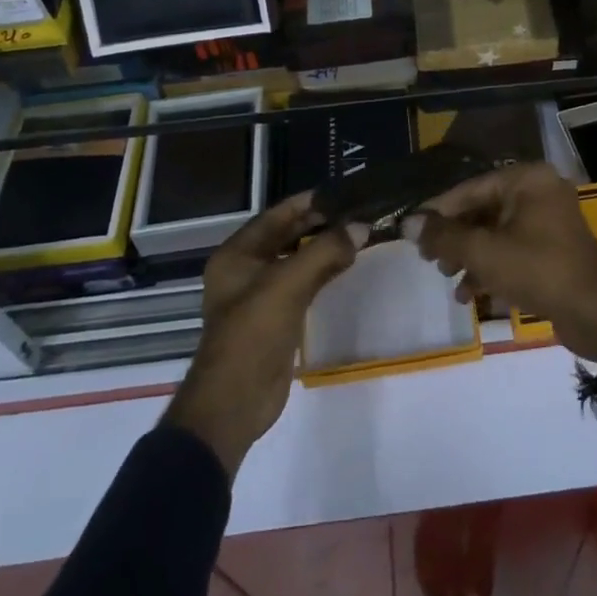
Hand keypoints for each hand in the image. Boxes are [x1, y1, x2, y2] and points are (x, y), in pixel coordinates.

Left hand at [162, 192, 365, 480]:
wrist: (234, 403)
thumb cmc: (252, 333)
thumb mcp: (288, 284)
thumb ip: (325, 251)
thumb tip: (362, 226)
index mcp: (237, 253)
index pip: (277, 215)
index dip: (308, 201)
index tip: (342, 191)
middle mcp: (246, 268)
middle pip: (287, 235)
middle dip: (320, 223)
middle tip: (357, 211)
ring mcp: (261, 294)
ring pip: (297, 259)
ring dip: (324, 247)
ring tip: (358, 232)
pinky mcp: (277, 317)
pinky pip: (303, 283)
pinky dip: (324, 271)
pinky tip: (347, 263)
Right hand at [405, 162, 596, 361]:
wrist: (596, 314)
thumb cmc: (538, 270)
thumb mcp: (484, 252)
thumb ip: (444, 236)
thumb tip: (407, 223)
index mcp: (527, 179)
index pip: (471, 189)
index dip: (439, 211)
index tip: (413, 230)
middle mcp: (539, 191)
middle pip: (483, 210)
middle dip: (456, 238)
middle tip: (430, 260)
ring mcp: (549, 220)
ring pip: (497, 232)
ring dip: (470, 255)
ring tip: (448, 279)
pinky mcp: (553, 248)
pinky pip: (513, 248)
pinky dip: (492, 266)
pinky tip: (470, 293)